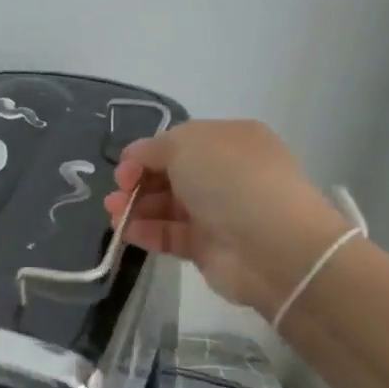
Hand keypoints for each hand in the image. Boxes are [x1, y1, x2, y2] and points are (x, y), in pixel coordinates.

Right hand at [105, 120, 353, 316]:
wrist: (274, 246)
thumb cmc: (230, 181)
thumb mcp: (186, 144)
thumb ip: (152, 148)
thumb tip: (134, 159)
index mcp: (228, 140)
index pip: (177, 143)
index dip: (146, 154)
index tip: (124, 170)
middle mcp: (225, 173)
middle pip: (169, 175)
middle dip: (138, 182)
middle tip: (117, 194)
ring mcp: (218, 211)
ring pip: (167, 206)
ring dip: (136, 208)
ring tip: (114, 214)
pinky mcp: (209, 246)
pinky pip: (170, 234)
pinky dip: (147, 232)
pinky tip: (127, 232)